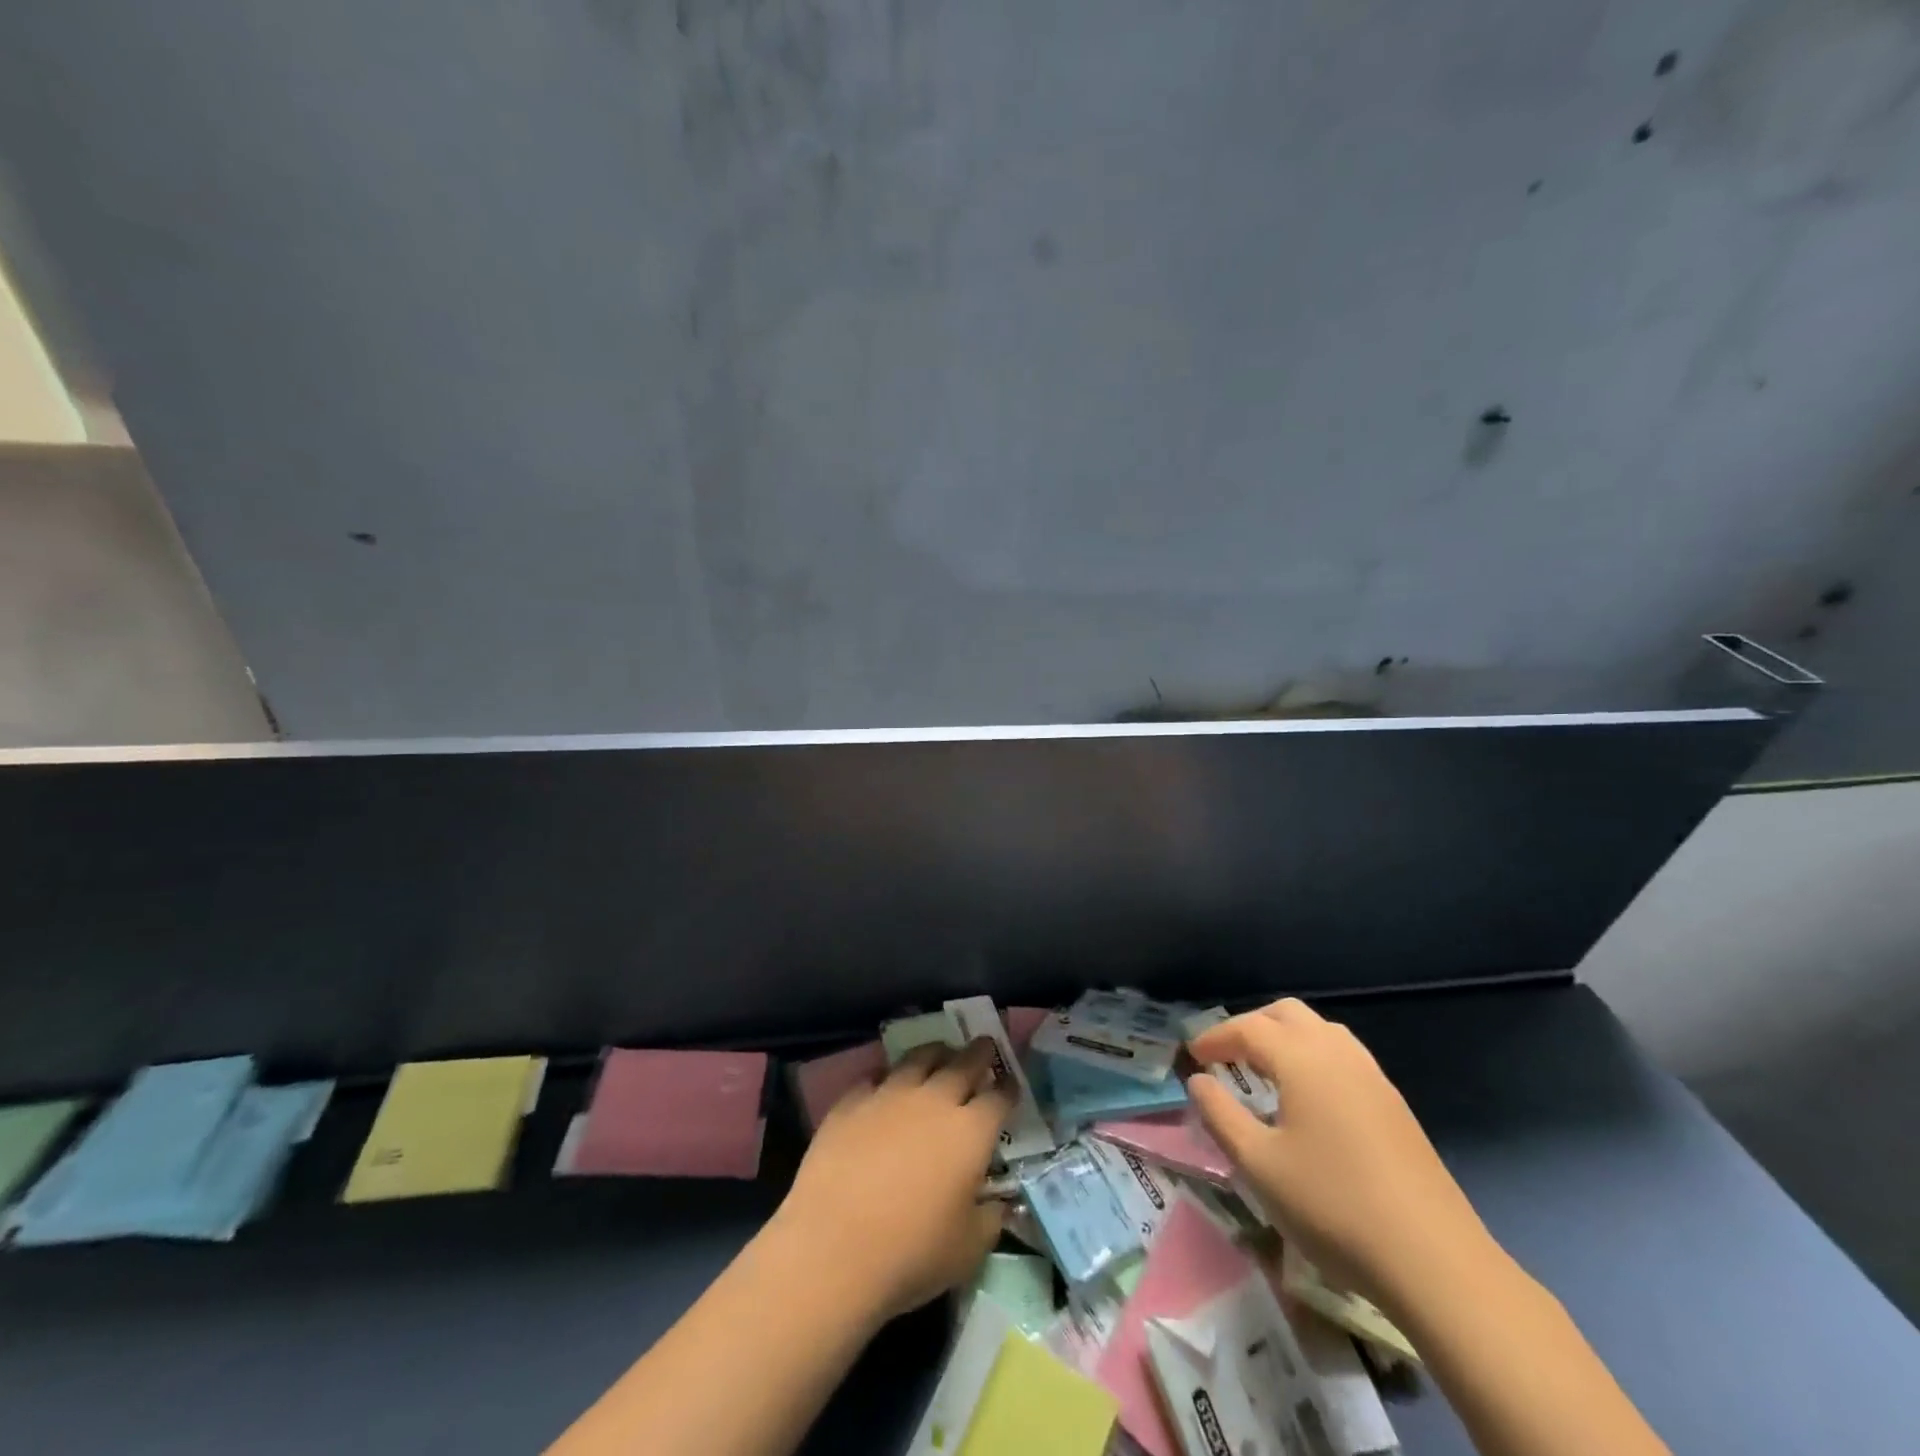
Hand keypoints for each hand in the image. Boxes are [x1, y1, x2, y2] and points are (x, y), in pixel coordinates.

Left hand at [772, 1040, 1013, 1324]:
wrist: (833, 1247)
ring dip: (936, 1053)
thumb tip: (996, 1202)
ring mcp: (890, 1094)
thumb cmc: (911, 1254)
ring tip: (940, 1054)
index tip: (1011, 1084)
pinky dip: (888, 1077)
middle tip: (984, 1045)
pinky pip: (876, 1076)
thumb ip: (990, 1218)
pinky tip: (886, 1086)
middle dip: (979, 1052)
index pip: (999, 1096)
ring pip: (920, 1058)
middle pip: (964, 1062)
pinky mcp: (852, 1101)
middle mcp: (934, 1100)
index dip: (1009, 1088)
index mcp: (971, 1131)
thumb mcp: (969, 1250)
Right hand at [1188, 998, 1498, 1316]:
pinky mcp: (1394, 1105)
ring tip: (1264, 1074)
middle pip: (1287, 1014)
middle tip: (1226, 1057)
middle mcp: (1338, 1053)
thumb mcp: (1259, 1165)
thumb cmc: (1333, 1207)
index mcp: (1302, 1059)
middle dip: (1251, 1026)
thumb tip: (1199, 1081)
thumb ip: (1221, 1115)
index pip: (1248, 1028)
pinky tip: (1308, 1102)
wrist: (1436, 1262)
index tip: (1192, 1057)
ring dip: (1285, 1039)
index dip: (1214, 1037)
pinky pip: (1343, 1056)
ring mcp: (1372, 1077)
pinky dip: (1313, 1058)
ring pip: (1320, 1031)